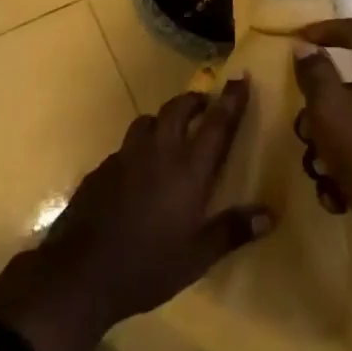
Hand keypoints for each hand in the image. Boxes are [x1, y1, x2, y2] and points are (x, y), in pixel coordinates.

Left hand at [34, 83, 271, 329]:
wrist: (80, 272)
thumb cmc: (147, 266)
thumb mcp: (197, 257)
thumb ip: (232, 231)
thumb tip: (271, 214)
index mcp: (187, 171)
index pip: (216, 125)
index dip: (231, 100)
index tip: (240, 78)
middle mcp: (157, 153)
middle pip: (176, 110)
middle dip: (193, 100)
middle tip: (205, 104)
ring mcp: (124, 158)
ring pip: (146, 121)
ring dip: (163, 119)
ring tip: (171, 132)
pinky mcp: (101, 170)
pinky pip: (125, 147)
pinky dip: (139, 147)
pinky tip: (139, 170)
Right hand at [292, 19, 351, 262]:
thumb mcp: (327, 105)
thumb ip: (313, 73)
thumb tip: (306, 49)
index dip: (328, 29)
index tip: (299, 38)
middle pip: (350, 84)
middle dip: (318, 109)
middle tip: (304, 127)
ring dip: (327, 145)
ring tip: (319, 168)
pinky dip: (345, 170)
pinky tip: (336, 191)